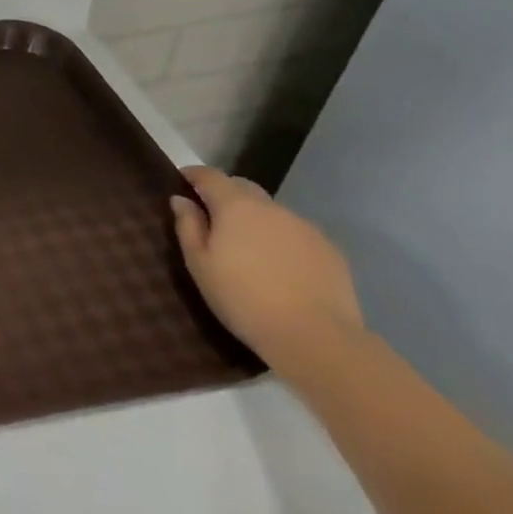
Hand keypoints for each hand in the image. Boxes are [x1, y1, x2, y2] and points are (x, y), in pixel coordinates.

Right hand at [171, 167, 364, 377]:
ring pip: (272, 213)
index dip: (194, 175)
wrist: (316, 338)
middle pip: (243, 188)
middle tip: (213, 219)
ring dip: (256, 220)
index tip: (182, 181)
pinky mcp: (331, 251)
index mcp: (236, 206)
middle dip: (226, 195)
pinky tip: (281, 269)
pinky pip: (297, 234)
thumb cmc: (243, 299)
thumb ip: (188, 226)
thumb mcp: (199, 264)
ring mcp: (306, 228)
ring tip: (250, 250)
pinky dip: (283, 241)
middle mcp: (272, 208)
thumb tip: (181, 200)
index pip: (210, 176)